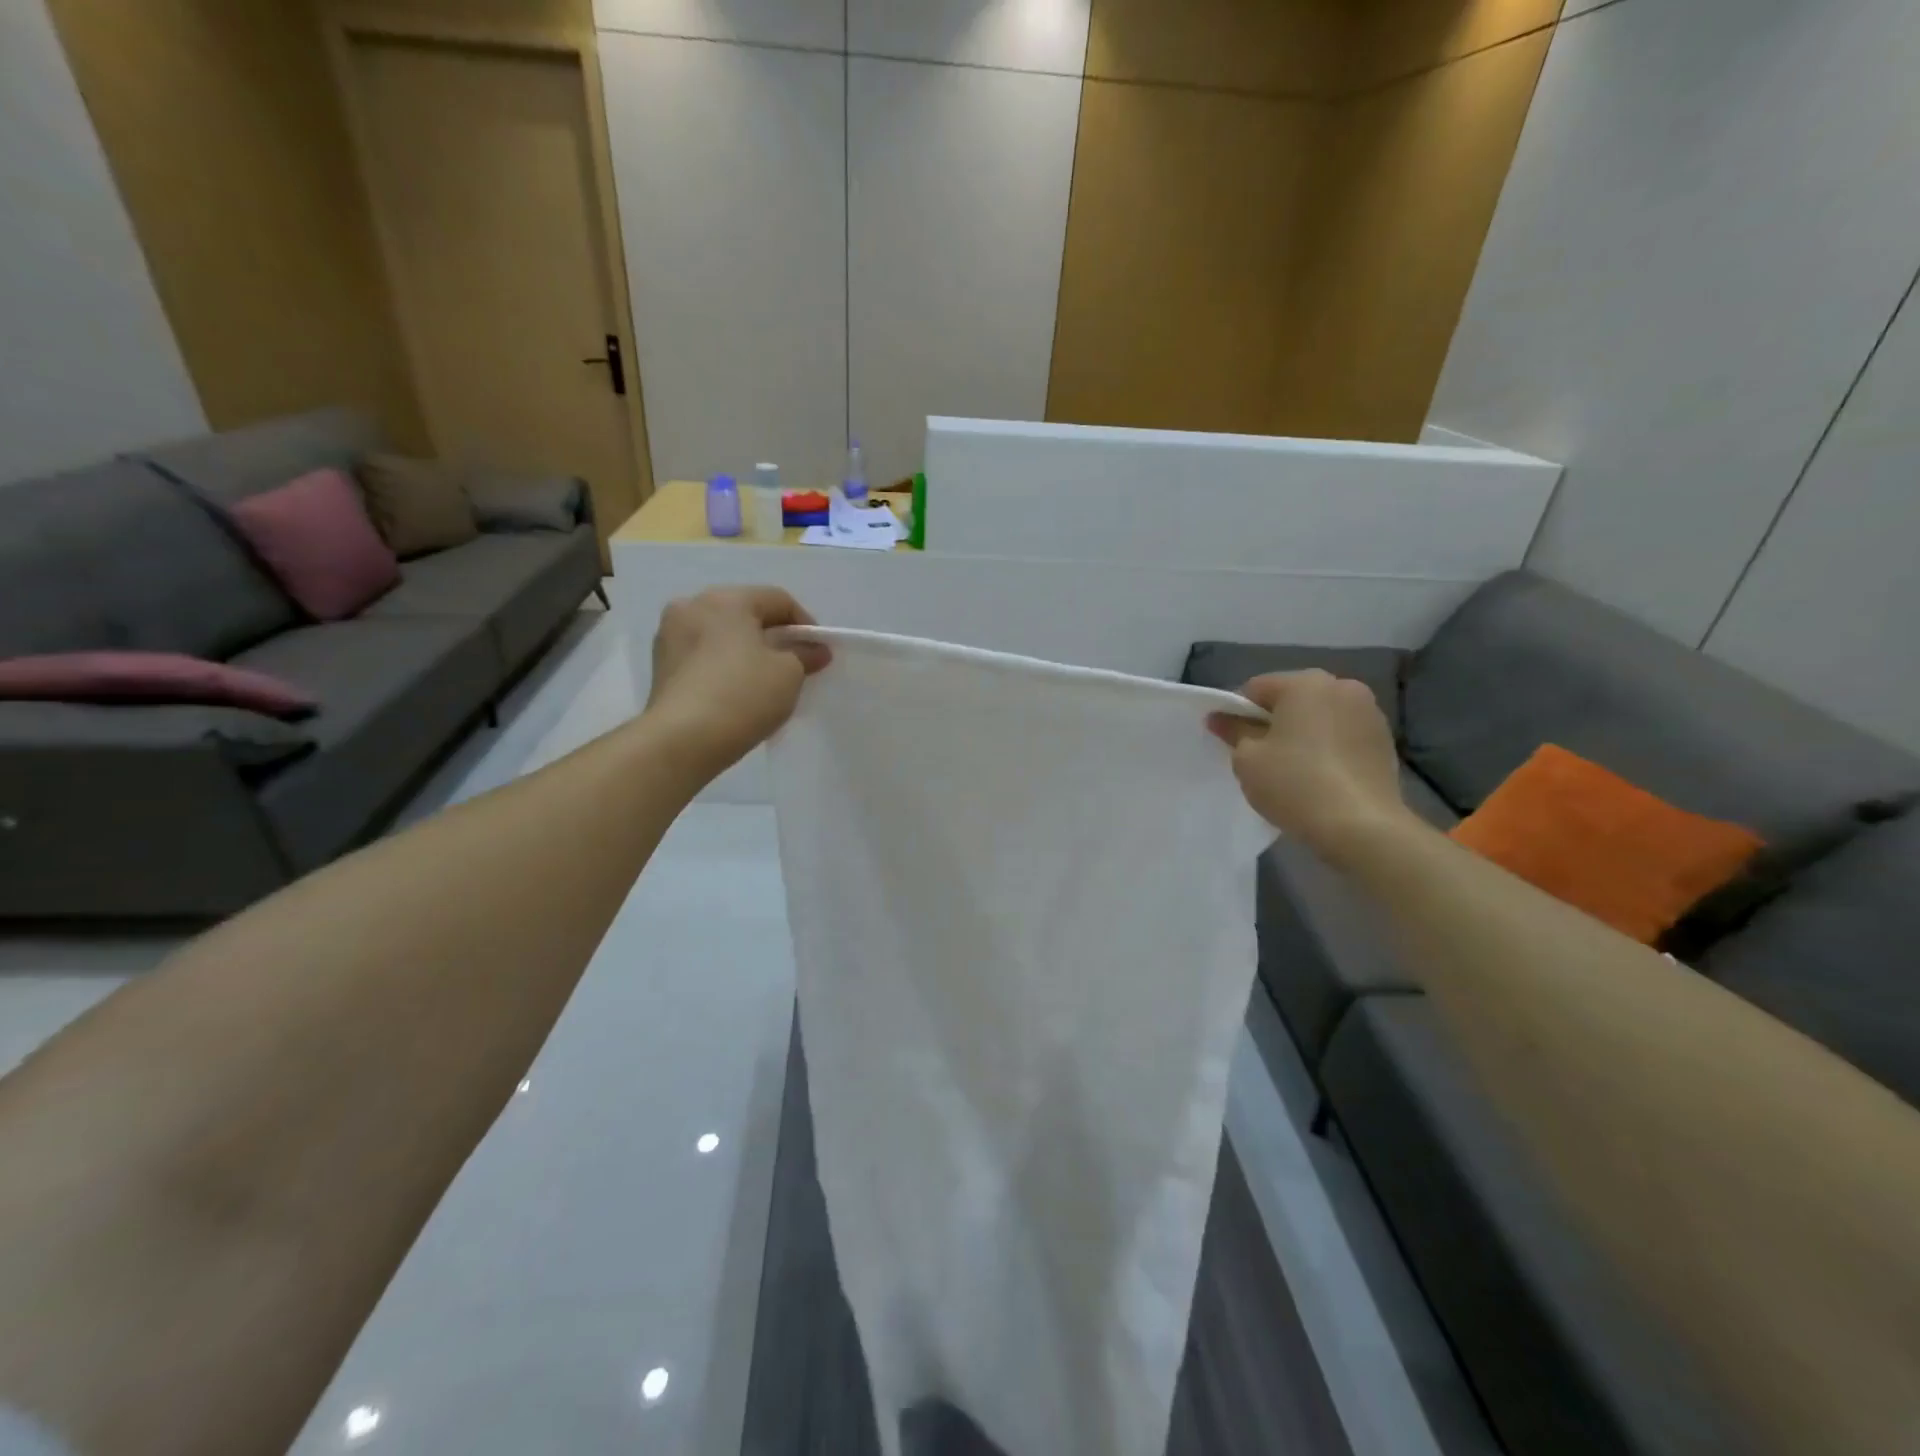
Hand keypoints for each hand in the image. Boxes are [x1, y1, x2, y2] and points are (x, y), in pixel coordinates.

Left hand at [645, 587, 831, 775]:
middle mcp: (692, 606)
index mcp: (726, 599)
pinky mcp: (660, 666)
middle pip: (746, 614)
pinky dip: (725, 666)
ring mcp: (670, 636)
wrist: (682, 741)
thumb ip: (804, 655)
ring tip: (766, 681)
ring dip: (747, 652)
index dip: (806, 624)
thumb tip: (815, 650)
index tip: (819, 653)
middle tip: (796, 665)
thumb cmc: (742, 695)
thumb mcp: (789, 674)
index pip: (778, 600)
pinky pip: (703, 656)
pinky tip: (738, 692)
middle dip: (774, 637)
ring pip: (722, 636)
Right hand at [1208, 671, 1412, 861]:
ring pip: (1319, 717)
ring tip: (1292, 769)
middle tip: (1259, 757)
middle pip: (1291, 699)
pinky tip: (1319, 777)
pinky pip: (1341, 735)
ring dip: (1302, 734)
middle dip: (1272, 721)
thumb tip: (1220, 717)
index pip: (1256, 689)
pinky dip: (1326, 747)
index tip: (1231, 742)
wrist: (1361, 826)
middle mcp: (1341, 686)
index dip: (1236, 713)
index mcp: (1305, 683)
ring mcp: (1369, 712)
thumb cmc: (1295, 784)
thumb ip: (1233, 731)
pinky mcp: (1385, 740)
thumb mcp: (1248, 759)